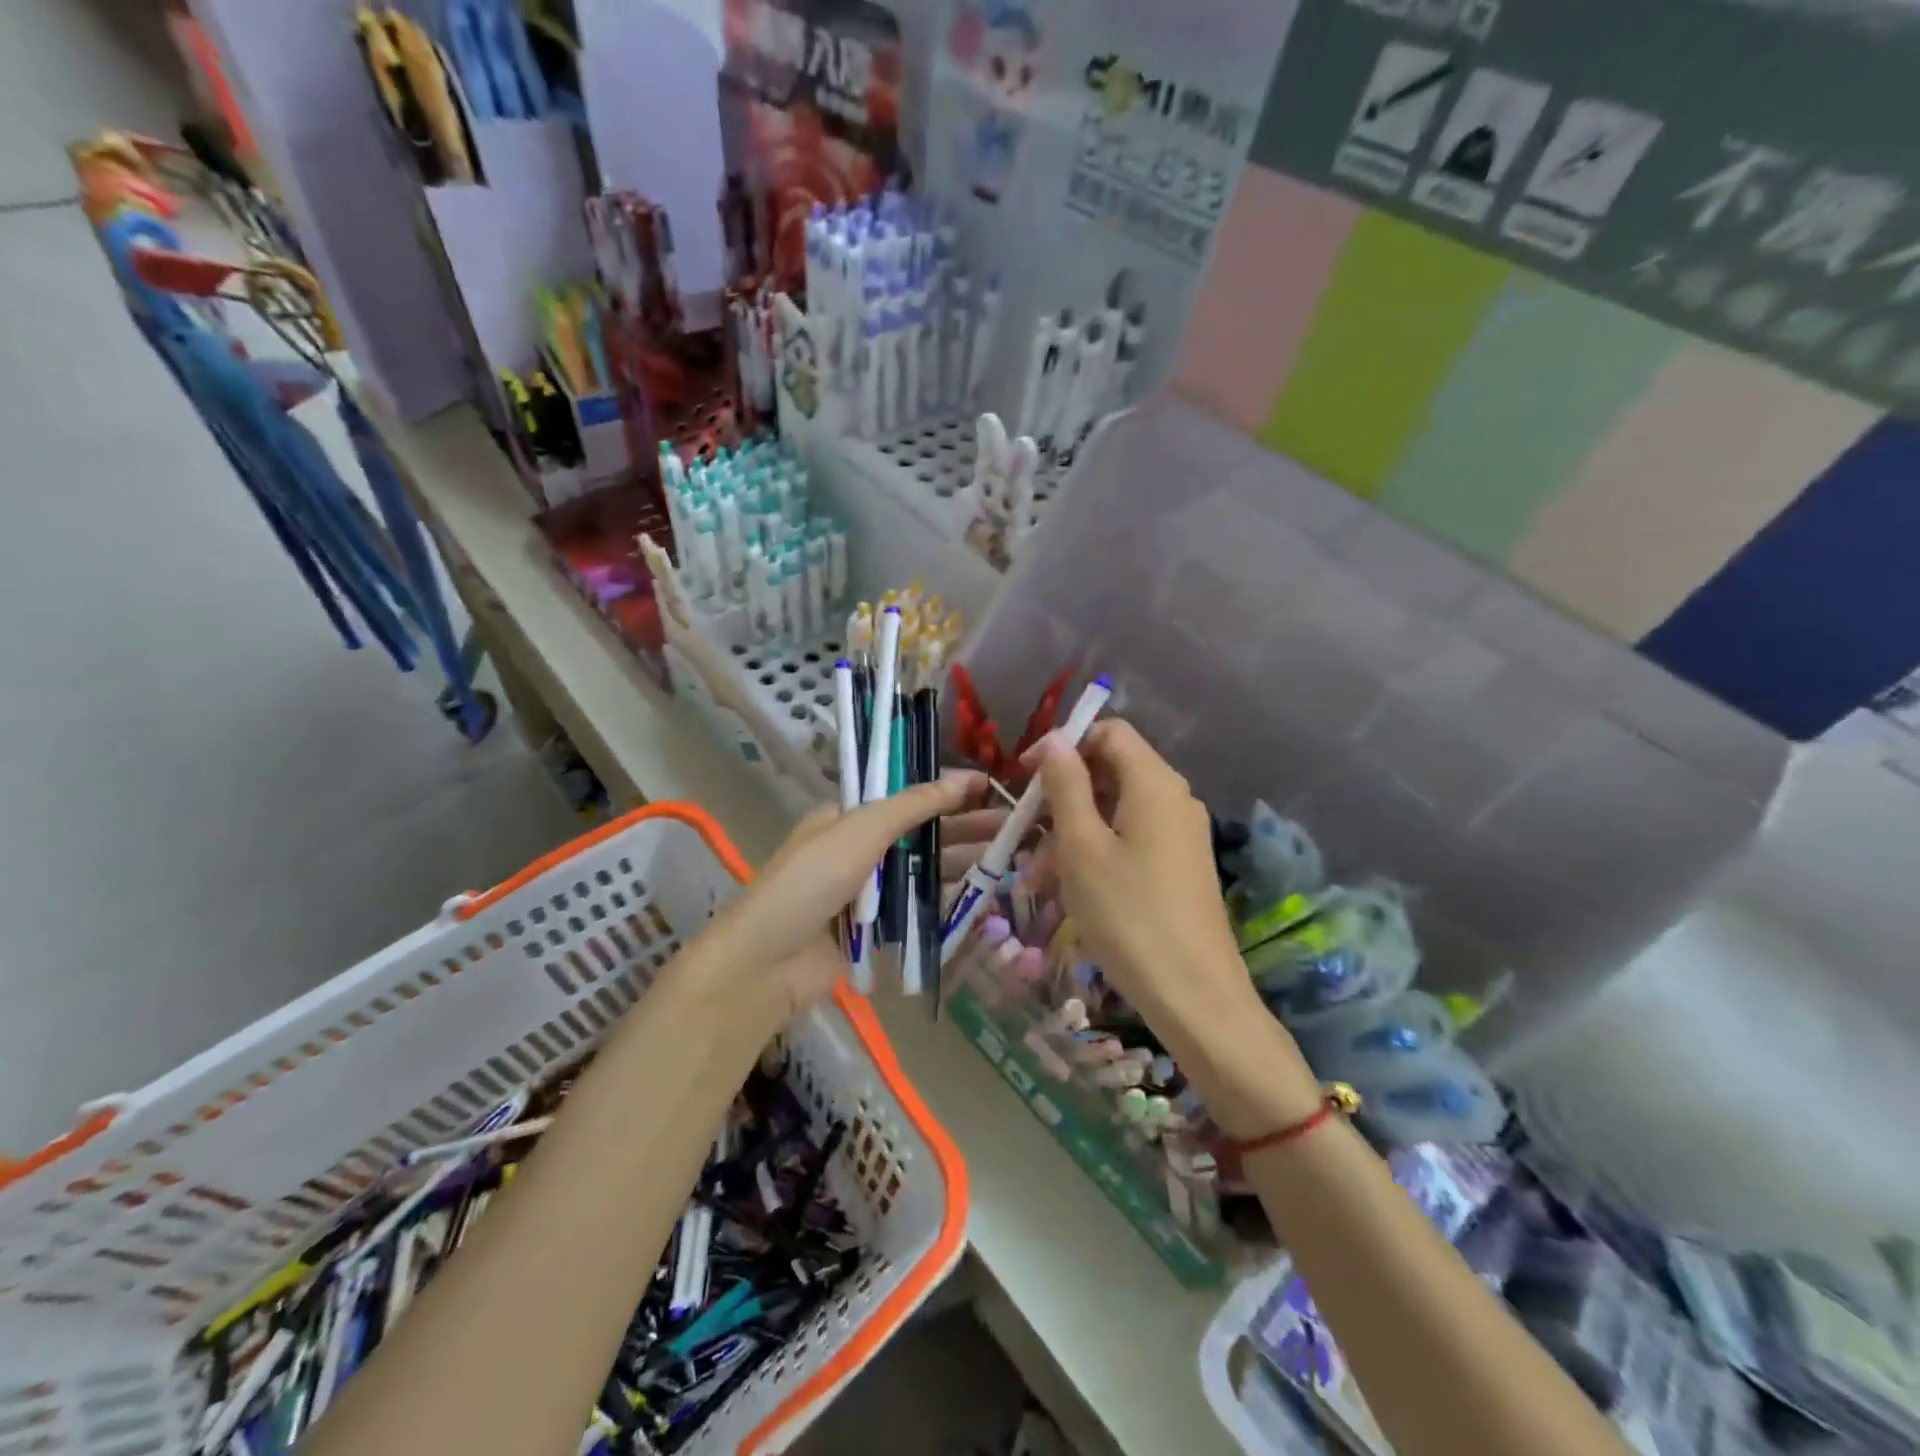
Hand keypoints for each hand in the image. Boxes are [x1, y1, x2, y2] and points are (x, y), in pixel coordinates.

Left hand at [695, 773, 1005, 1018]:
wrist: (766, 964)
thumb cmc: (809, 884)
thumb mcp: (859, 832)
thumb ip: (910, 806)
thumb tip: (960, 780)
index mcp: (847, 818)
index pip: (904, 794)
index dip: (945, 788)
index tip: (988, 785)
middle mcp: (858, 850)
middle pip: (920, 832)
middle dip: (964, 825)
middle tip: (1013, 823)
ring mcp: (867, 892)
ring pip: (922, 870)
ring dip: (962, 861)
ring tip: (1009, 855)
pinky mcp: (875, 930)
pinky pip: (916, 908)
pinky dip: (945, 899)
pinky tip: (982, 894)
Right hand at [1028, 723, 1244, 1026]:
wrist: (1195, 996)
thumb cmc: (1129, 916)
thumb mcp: (1083, 847)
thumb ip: (1066, 785)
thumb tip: (1055, 740)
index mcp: (1154, 783)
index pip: (1109, 731)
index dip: (1063, 744)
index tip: (1024, 776)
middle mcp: (1174, 798)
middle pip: (1110, 771)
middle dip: (1061, 796)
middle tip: (1024, 834)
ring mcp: (1180, 834)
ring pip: (1115, 811)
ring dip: (1071, 832)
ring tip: (1037, 877)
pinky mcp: (1179, 866)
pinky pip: (1130, 840)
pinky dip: (1095, 853)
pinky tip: (1069, 890)